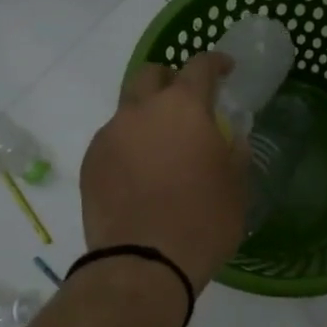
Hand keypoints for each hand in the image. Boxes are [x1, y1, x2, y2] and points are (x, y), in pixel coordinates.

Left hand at [80, 52, 248, 289]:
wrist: (143, 264)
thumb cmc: (203, 221)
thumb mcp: (236, 186)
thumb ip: (234, 151)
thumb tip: (230, 137)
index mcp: (183, 107)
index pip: (199, 66)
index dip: (215, 62)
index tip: (226, 70)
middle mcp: (141, 110)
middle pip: (151, 74)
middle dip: (169, 80)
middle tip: (186, 104)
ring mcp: (109, 135)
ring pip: (127, 109)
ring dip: (146, 117)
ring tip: (161, 149)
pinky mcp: (89, 162)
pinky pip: (112, 141)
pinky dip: (128, 147)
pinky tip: (139, 176)